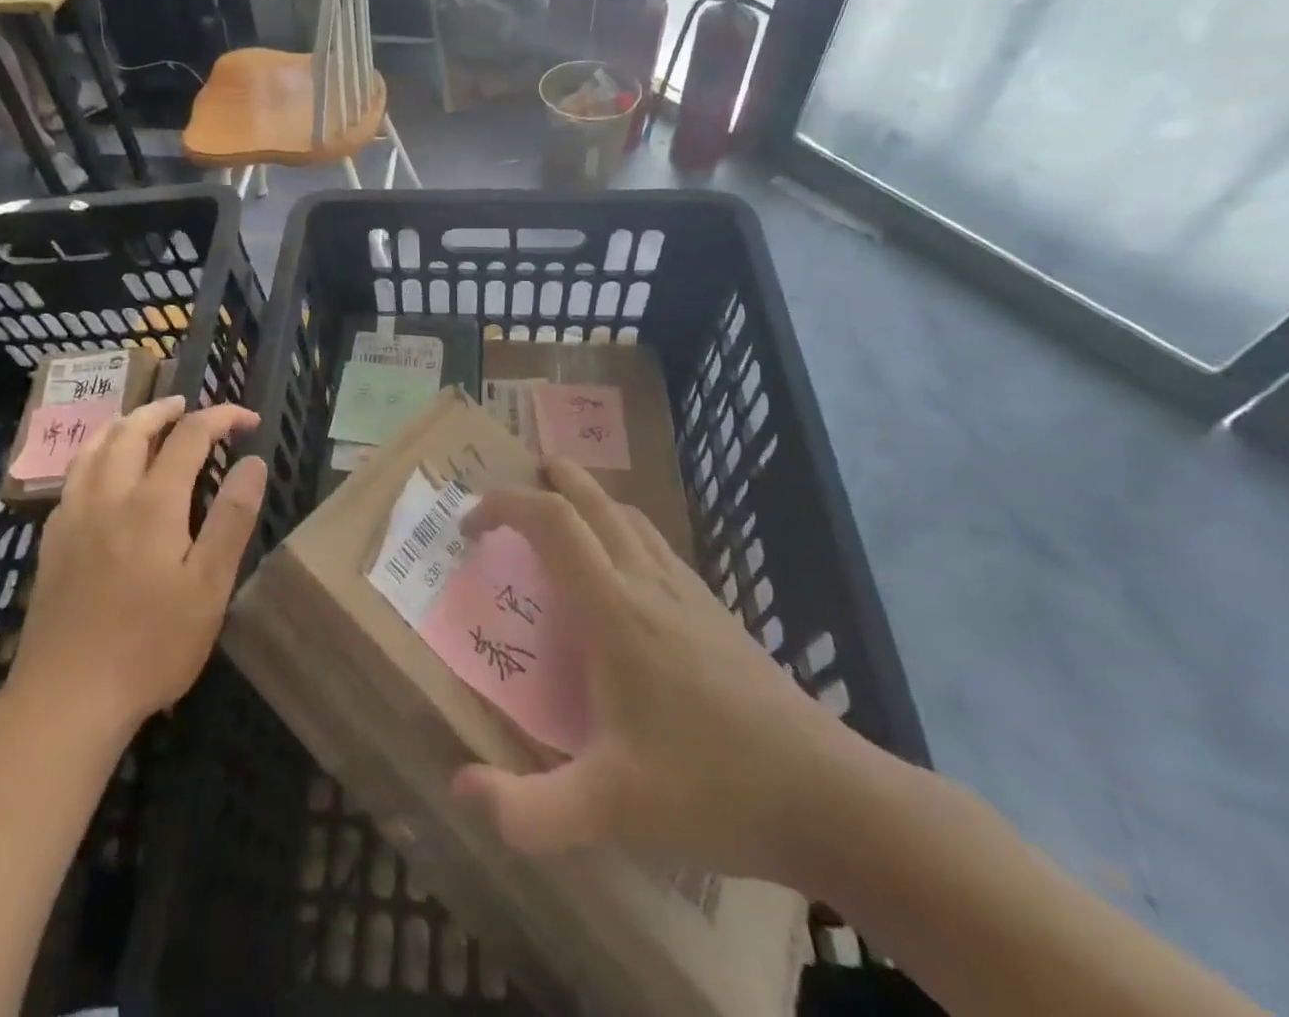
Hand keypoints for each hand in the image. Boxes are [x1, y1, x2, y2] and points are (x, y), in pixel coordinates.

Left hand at [6, 397, 265, 729]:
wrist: (67, 698)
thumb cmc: (151, 645)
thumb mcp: (209, 586)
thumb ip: (231, 518)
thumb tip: (253, 462)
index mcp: (153, 503)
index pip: (189, 436)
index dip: (221, 418)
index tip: (248, 421)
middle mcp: (109, 496)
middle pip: (132, 429)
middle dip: (164, 409)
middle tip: (188, 406)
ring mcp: (73, 517)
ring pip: (94, 447)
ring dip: (123, 424)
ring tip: (143, 422)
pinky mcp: (52, 542)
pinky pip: (73, 475)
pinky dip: (94, 453)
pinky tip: (102, 472)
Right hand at [452, 458, 863, 884]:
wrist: (828, 795)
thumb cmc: (712, 788)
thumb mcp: (611, 810)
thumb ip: (530, 810)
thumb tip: (460, 787)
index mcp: (614, 609)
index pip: (552, 522)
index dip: (505, 506)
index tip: (471, 526)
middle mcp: (648, 582)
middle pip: (594, 501)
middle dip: (552, 478)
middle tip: (521, 478)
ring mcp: (688, 592)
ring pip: (630, 518)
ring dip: (590, 501)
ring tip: (564, 515)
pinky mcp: (715, 610)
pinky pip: (656, 545)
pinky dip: (623, 530)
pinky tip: (625, 569)